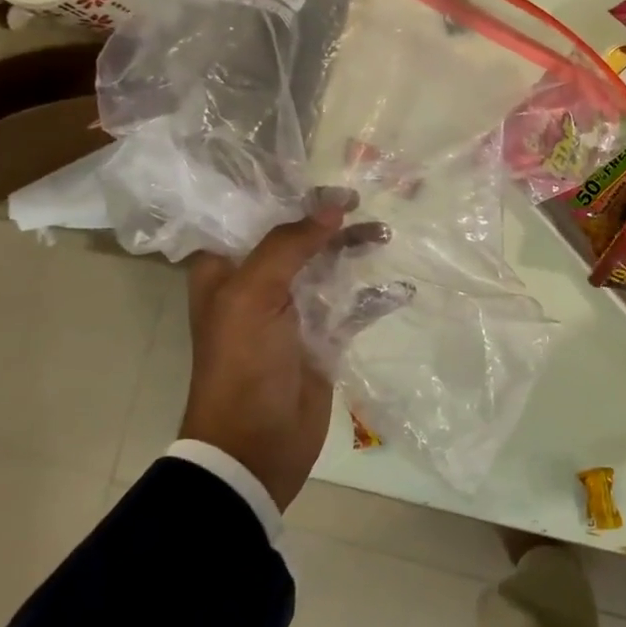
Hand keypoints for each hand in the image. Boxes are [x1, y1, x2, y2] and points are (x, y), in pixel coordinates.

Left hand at [179, 197, 386, 511]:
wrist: (255, 444)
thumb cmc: (243, 364)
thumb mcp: (253, 295)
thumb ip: (289, 244)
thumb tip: (333, 205)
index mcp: (227, 271)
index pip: (254, 217)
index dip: (289, 197)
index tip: (329, 182)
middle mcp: (258, 285)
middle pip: (298, 238)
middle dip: (330, 219)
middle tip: (364, 203)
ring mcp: (292, 312)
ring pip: (327, 266)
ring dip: (353, 249)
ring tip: (384, 235)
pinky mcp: (322, 337)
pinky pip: (351, 306)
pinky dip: (374, 296)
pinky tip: (398, 288)